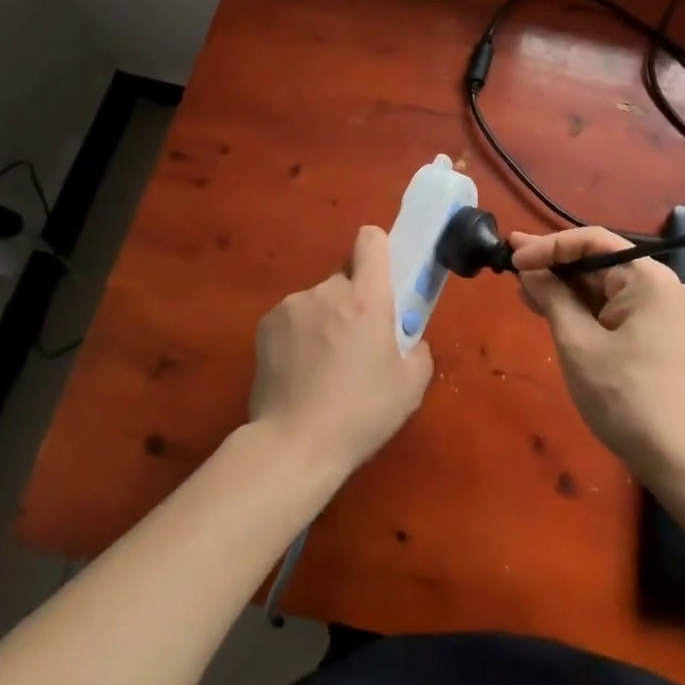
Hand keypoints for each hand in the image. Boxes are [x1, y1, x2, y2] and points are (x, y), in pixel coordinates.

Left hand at [249, 225, 433, 483]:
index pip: (371, 240)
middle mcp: (327, 290)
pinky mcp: (266, 325)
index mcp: (366, 298)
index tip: (383, 276)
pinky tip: (299, 372)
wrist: (294, 445)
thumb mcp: (411, 386)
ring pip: (318, 300)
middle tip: (356, 344)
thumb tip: (409, 340)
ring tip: (323, 366)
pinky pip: (292, 318)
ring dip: (324, 319)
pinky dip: (299, 335)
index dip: (379, 249)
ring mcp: (292, 305)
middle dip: (353, 301)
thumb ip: (418, 349)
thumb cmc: (361, 414)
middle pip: (345, 278)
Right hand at [511, 227, 684, 483]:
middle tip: (510, 260)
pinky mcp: (658, 332)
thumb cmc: (625, 397)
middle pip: (599, 261)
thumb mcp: (578, 343)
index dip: (549, 246)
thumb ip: (552, 297)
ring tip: (523, 285)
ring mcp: (662, 310)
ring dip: (565, 287)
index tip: (514, 257)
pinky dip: (583, 307)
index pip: (592, 241)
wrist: (678, 459)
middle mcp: (661, 285)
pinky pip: (614, 307)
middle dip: (554, 265)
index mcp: (648, 278)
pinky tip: (550, 307)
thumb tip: (528, 269)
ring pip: (604, 285)